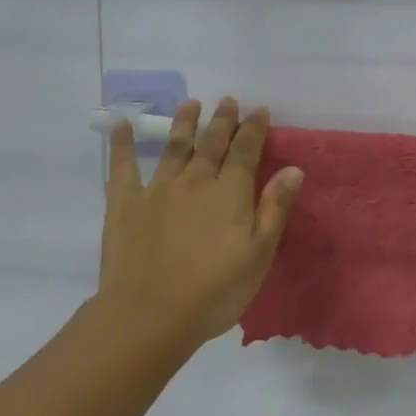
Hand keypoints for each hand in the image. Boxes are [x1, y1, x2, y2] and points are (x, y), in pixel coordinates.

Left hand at [99, 98, 303, 348]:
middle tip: (228, 100)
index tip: (259, 110)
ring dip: (185, 123)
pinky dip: (123, 144)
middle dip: (222, 120)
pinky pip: (123, 166)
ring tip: (191, 103)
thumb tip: (293, 170)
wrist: (149, 315)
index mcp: (230, 193)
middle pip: (212, 143)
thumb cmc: (214, 291)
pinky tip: (122, 125)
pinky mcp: (125, 204)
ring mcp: (157, 189)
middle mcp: (195, 181)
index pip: (245, 151)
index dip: (254, 129)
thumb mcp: (259, 255)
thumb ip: (274, 209)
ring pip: (174, 147)